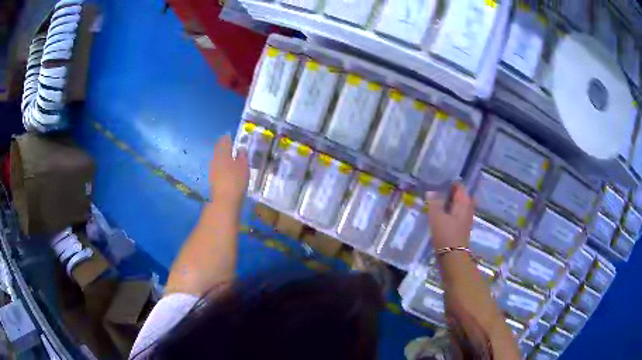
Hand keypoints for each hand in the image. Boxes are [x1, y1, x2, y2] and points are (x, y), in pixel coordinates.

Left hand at [209, 135, 248, 202]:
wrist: (224, 200)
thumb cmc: (236, 180)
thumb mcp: (244, 166)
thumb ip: (242, 156)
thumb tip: (241, 148)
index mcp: (222, 152)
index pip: (224, 140)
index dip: (229, 138)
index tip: (233, 138)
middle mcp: (215, 158)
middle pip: (219, 149)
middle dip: (225, 147)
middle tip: (233, 148)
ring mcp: (211, 168)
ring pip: (217, 158)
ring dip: (223, 157)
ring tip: (231, 159)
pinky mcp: (212, 178)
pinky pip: (217, 167)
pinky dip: (222, 166)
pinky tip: (227, 170)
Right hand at [426, 182, 474, 249]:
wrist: (453, 256)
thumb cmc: (446, 234)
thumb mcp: (437, 217)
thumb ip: (434, 202)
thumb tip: (431, 190)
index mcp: (464, 201)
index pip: (458, 185)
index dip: (448, 182)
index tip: (436, 180)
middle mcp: (468, 206)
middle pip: (458, 194)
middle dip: (447, 191)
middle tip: (432, 189)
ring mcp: (466, 217)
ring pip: (456, 204)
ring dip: (447, 202)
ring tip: (433, 200)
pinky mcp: (462, 225)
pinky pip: (455, 212)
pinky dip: (448, 210)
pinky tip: (439, 213)